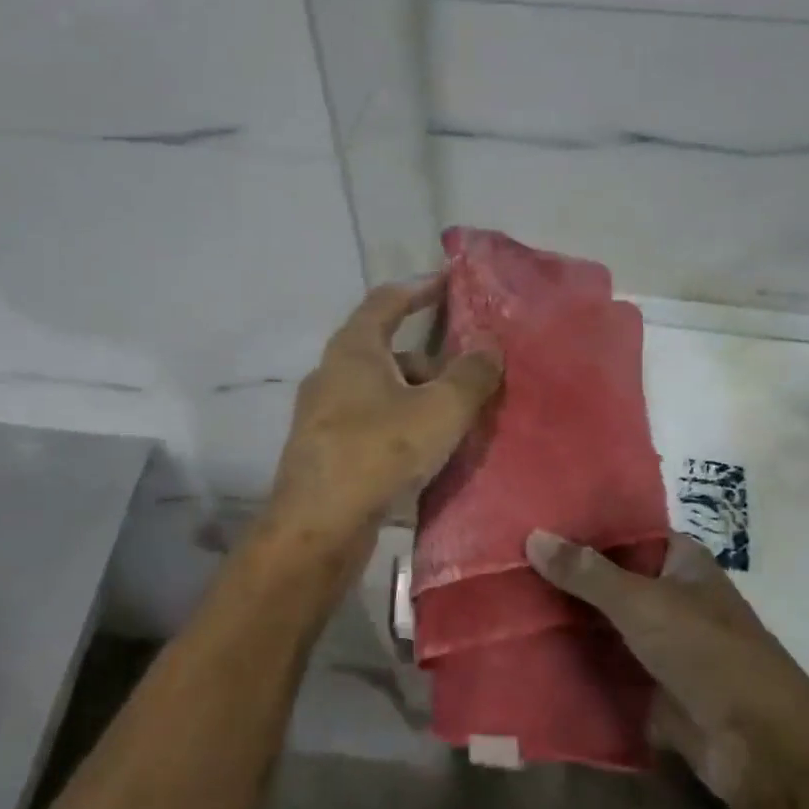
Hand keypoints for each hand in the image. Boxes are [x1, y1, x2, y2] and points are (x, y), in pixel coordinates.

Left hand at [268, 277, 502, 544]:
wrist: (318, 527)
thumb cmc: (379, 452)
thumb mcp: (440, 410)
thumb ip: (471, 376)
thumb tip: (490, 349)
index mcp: (354, 349)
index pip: (387, 301)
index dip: (419, 288)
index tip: (448, 282)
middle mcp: (332, 373)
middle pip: (388, 351)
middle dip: (431, 360)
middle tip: (469, 376)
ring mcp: (324, 414)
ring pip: (382, 392)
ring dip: (418, 397)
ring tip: (457, 420)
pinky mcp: (325, 450)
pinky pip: (372, 423)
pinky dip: (402, 424)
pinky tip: (427, 452)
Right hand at [525, 530, 808, 808]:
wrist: (760, 747)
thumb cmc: (708, 654)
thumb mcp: (644, 604)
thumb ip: (588, 572)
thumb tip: (534, 536)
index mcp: (681, 562)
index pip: (624, 531)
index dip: (581, 526)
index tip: (531, 520)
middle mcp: (670, 595)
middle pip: (608, 578)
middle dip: (563, 575)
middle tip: (503, 561)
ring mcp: (659, 642)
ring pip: (602, 622)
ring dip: (563, 618)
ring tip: (502, 600)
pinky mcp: (649, 684)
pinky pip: (604, 664)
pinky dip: (573, 659)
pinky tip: (524, 649)